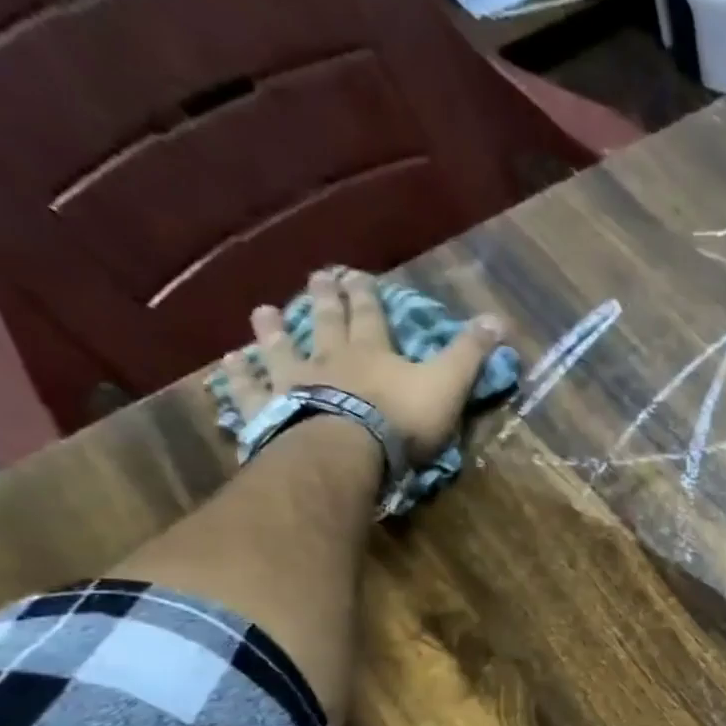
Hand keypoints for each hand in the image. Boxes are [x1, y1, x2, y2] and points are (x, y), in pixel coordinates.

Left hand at [218, 270, 505, 464]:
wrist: (345, 451)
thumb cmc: (401, 419)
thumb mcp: (447, 384)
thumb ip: (469, 354)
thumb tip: (499, 319)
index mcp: (372, 352)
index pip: (371, 315)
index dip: (366, 295)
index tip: (356, 274)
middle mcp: (328, 358)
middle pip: (325, 323)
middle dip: (323, 300)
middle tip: (316, 277)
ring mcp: (293, 383)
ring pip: (280, 350)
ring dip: (272, 331)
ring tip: (263, 311)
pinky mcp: (269, 412)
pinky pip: (249, 392)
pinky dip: (238, 379)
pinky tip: (227, 368)